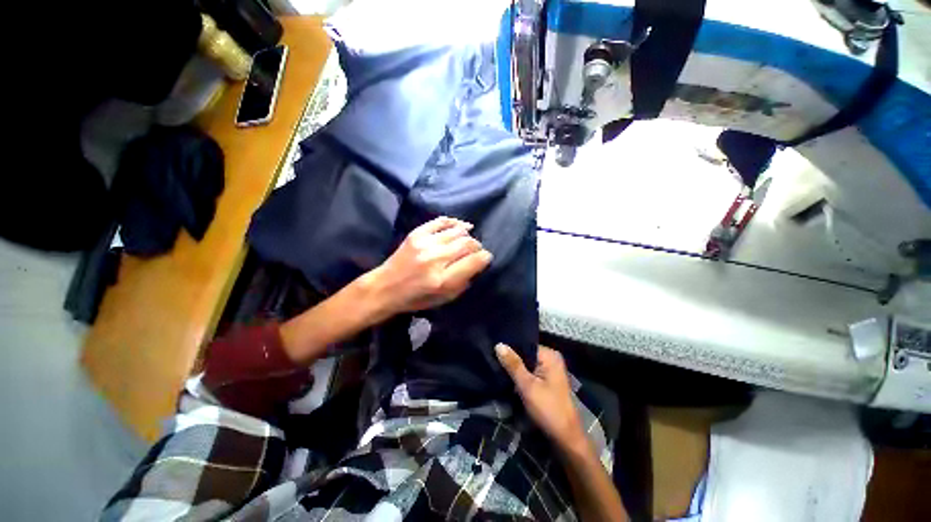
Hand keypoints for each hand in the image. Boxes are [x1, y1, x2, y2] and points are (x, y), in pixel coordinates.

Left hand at [365, 216, 492, 317]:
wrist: (385, 287)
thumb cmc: (415, 298)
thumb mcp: (443, 299)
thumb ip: (463, 282)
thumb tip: (477, 264)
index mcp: (442, 280)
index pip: (474, 261)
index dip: (484, 257)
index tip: (486, 258)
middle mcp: (435, 259)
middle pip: (467, 244)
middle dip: (477, 246)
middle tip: (477, 250)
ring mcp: (425, 243)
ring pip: (457, 231)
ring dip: (467, 235)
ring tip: (468, 240)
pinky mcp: (416, 234)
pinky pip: (441, 221)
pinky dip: (455, 222)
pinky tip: (462, 226)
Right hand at [496, 344, 585, 449]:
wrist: (565, 437)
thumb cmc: (547, 409)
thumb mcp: (527, 385)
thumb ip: (513, 364)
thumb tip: (499, 344)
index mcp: (550, 355)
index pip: (525, 344)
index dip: (509, 347)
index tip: (493, 349)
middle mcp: (551, 358)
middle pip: (525, 353)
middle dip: (511, 358)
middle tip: (492, 358)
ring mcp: (550, 370)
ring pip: (527, 363)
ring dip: (515, 368)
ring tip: (496, 365)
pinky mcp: (547, 380)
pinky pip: (530, 371)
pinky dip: (521, 375)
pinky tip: (508, 376)